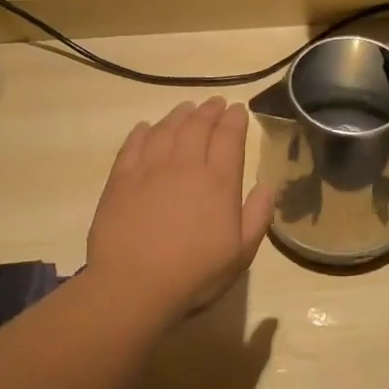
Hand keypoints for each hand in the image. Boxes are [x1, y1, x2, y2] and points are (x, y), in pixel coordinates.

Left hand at [87, 97, 274, 319]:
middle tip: (215, 103)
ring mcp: (149, 169)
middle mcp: (185, 165)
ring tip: (186, 108)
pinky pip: (133, 145)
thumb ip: (257, 216)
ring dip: (179, 115)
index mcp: (218, 182)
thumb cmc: (194, 274)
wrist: (134, 285)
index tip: (238, 109)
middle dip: (209, 110)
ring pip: (166, 130)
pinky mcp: (120, 180)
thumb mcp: (241, 253)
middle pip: (197, 126)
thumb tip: (267, 186)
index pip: (229, 138)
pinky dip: (143, 132)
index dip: (234, 120)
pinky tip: (146, 128)